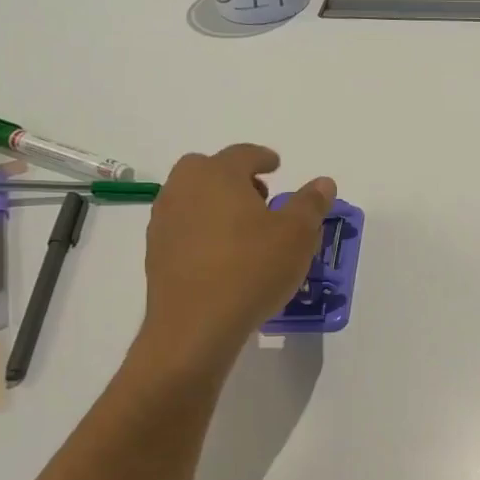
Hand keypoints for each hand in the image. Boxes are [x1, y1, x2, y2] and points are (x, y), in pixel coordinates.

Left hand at [136, 145, 335, 377]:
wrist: (195, 325)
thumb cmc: (252, 269)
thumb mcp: (297, 235)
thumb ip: (311, 204)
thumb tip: (323, 182)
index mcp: (218, 175)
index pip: (242, 154)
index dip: (263, 157)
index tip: (276, 165)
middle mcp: (184, 189)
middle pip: (207, 168)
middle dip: (233, 176)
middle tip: (259, 196)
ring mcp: (164, 220)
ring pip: (191, 196)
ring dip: (215, 202)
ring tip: (243, 228)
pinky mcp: (156, 252)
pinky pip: (183, 226)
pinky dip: (202, 228)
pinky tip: (222, 254)